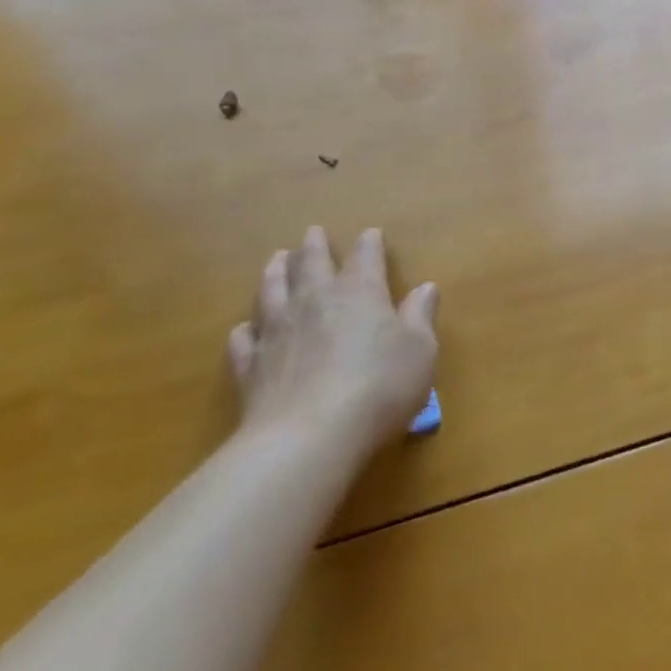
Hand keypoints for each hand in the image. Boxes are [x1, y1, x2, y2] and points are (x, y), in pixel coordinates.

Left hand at [228, 226, 438, 458]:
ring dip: (275, 272)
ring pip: (272, 290)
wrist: (309, 437)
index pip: (365, 256)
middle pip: (311, 263)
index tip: (371, 234)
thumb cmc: (380, 387)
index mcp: (360, 292)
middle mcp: (316, 301)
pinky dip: (246, 330)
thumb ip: (421, 316)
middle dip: (314, 246)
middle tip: (312, 232)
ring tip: (276, 259)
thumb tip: (426, 288)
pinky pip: (245, 339)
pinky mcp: (251, 366)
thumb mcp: (420, 351)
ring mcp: (278, 331)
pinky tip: (246, 328)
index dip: (369, 243)